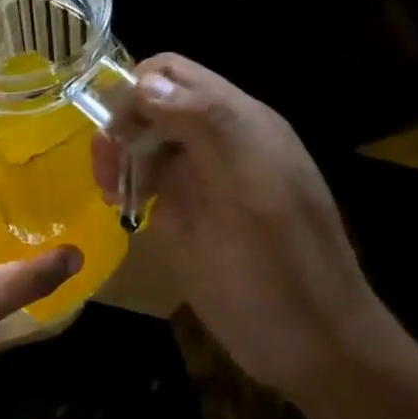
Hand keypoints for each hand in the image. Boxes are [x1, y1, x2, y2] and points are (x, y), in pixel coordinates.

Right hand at [93, 54, 392, 399]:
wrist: (311, 344)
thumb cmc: (279, 269)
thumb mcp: (249, 189)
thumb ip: (206, 125)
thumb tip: (145, 81)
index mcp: (240, 124)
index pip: (173, 74)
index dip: (134, 91)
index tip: (114, 136)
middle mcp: (218, 141)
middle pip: (152, 103)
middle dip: (120, 125)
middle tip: (106, 171)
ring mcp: (202, 178)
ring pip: (144, 139)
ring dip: (119, 154)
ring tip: (110, 192)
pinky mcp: (188, 212)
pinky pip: (148, 176)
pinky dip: (126, 181)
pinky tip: (121, 205)